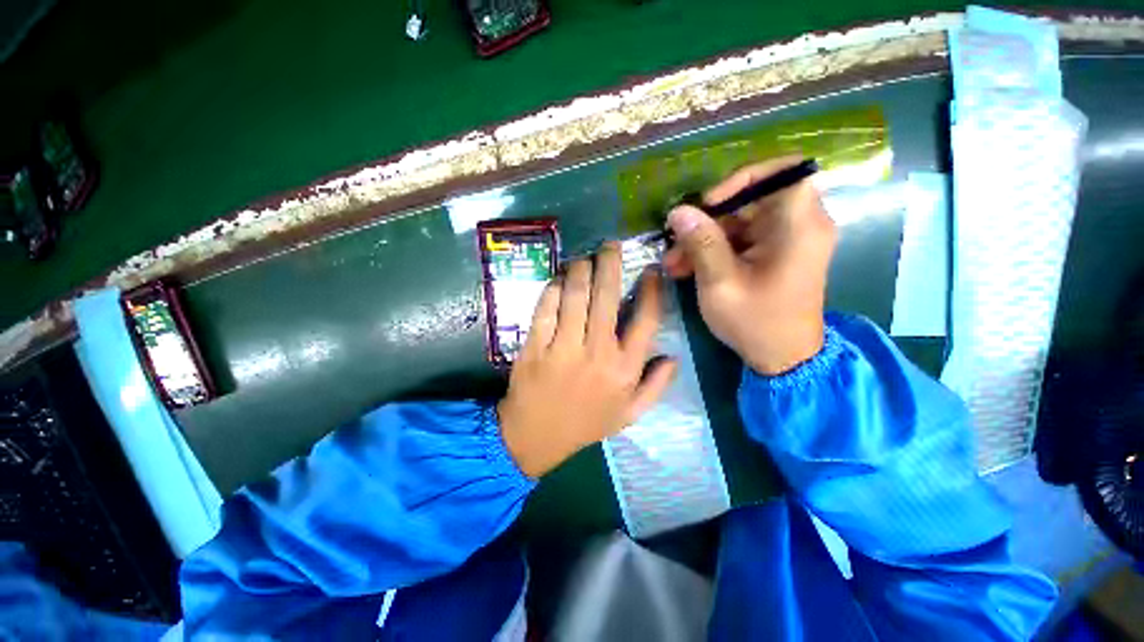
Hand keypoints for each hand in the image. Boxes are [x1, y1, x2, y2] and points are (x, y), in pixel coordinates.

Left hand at [498, 243, 677, 477]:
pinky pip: (546, 307)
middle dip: (610, 264)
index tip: (650, 271)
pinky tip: (559, 280)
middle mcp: (598, 352)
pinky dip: (553, 288)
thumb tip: (673, 356)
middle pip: (607, 297)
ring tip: (584, 259)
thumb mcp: (630, 414)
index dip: (651, 290)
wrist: (536, 436)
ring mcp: (564, 347)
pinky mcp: (536, 345)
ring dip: (580, 270)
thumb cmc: (586, 423)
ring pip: (575, 295)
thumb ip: (656, 386)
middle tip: (610, 246)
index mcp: (625, 369)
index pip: (646, 319)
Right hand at [663, 157, 835, 374]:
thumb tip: (678, 211)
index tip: (709, 203)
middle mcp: (800, 226)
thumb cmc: (755, 322)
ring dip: (704, 240)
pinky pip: (741, 240)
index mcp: (799, 227)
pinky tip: (687, 268)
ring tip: (673, 263)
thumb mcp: (720, 283)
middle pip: (752, 201)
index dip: (742, 178)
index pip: (783, 172)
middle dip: (708, 221)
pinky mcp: (775, 254)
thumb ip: (701, 244)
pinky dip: (714, 251)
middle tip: (675, 243)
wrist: (782, 358)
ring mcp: (787, 241)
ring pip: (740, 222)